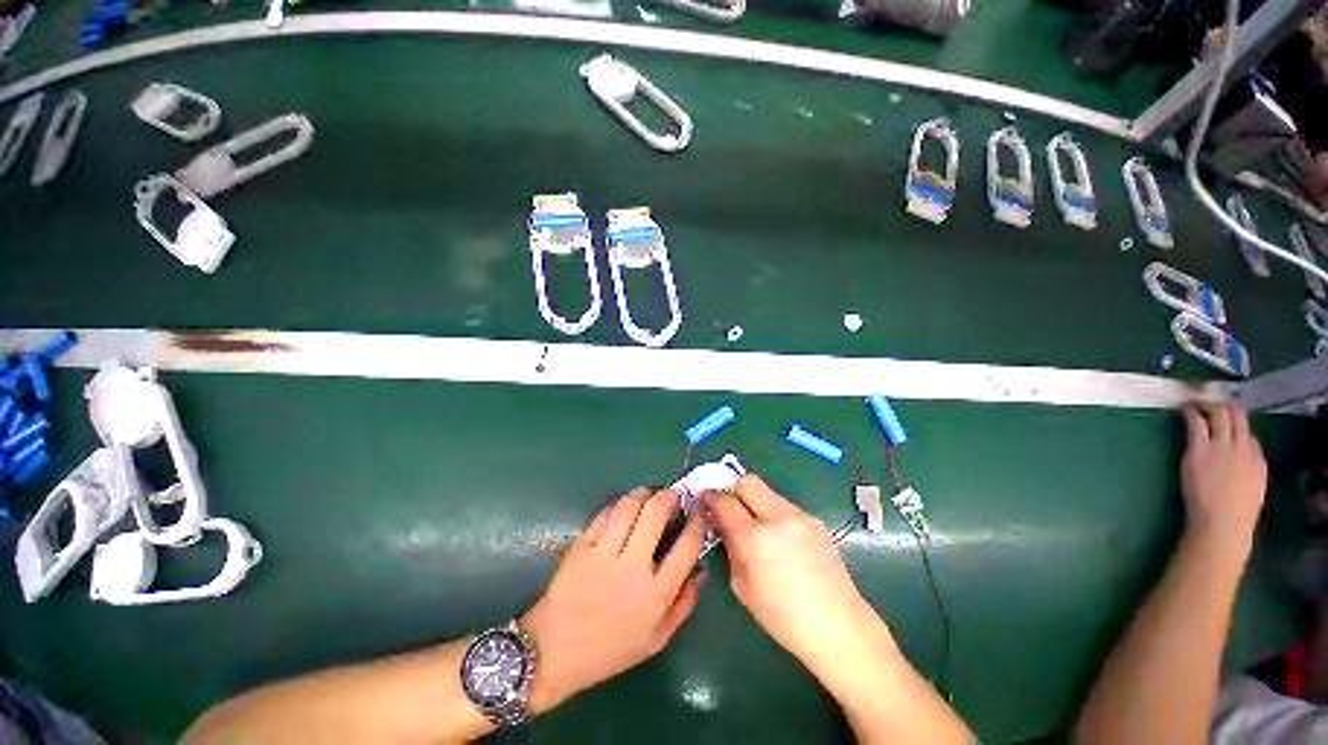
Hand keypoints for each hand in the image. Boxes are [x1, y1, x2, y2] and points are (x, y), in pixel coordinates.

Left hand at [521, 487, 704, 711]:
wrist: (554, 652)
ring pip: (629, 507)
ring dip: (643, 493)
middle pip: (655, 515)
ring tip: (649, 493)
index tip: (697, 514)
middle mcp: (632, 568)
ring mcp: (604, 554)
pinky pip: (604, 515)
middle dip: (668, 497)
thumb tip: (701, 572)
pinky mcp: (581, 547)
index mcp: (655, 594)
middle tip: (672, 494)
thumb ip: (683, 606)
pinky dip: (618, 505)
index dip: (696, 524)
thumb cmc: (609, 650)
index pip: (686, 547)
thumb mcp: (655, 640)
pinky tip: (623, 507)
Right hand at [704, 475, 881, 672]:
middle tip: (728, 506)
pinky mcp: (815, 520)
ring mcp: (800, 516)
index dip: (710, 496)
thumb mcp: (742, 586)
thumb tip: (723, 525)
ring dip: (754, 501)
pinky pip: (784, 505)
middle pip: (747, 482)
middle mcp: (777, 518)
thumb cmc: (784, 617)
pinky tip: (779, 538)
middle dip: (733, 489)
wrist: (839, 626)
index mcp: (755, 538)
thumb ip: (730, 547)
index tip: (704, 498)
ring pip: (767, 492)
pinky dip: (773, 513)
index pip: (725, 501)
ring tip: (755, 525)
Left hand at [1180, 404, 1266, 555]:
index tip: (1229, 423)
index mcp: (1258, 461)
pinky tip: (1182, 407)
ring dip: (1208, 405)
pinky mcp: (1200, 448)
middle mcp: (1242, 448)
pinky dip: (1190, 412)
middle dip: (1226, 407)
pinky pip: (1195, 423)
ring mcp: (1222, 446)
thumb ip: (1248, 470)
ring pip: (1219, 415)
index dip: (1238, 428)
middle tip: (1212, 402)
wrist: (1223, 522)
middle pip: (1237, 418)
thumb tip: (1241, 458)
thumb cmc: (1236, 514)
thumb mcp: (1252, 489)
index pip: (1250, 436)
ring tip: (1196, 400)